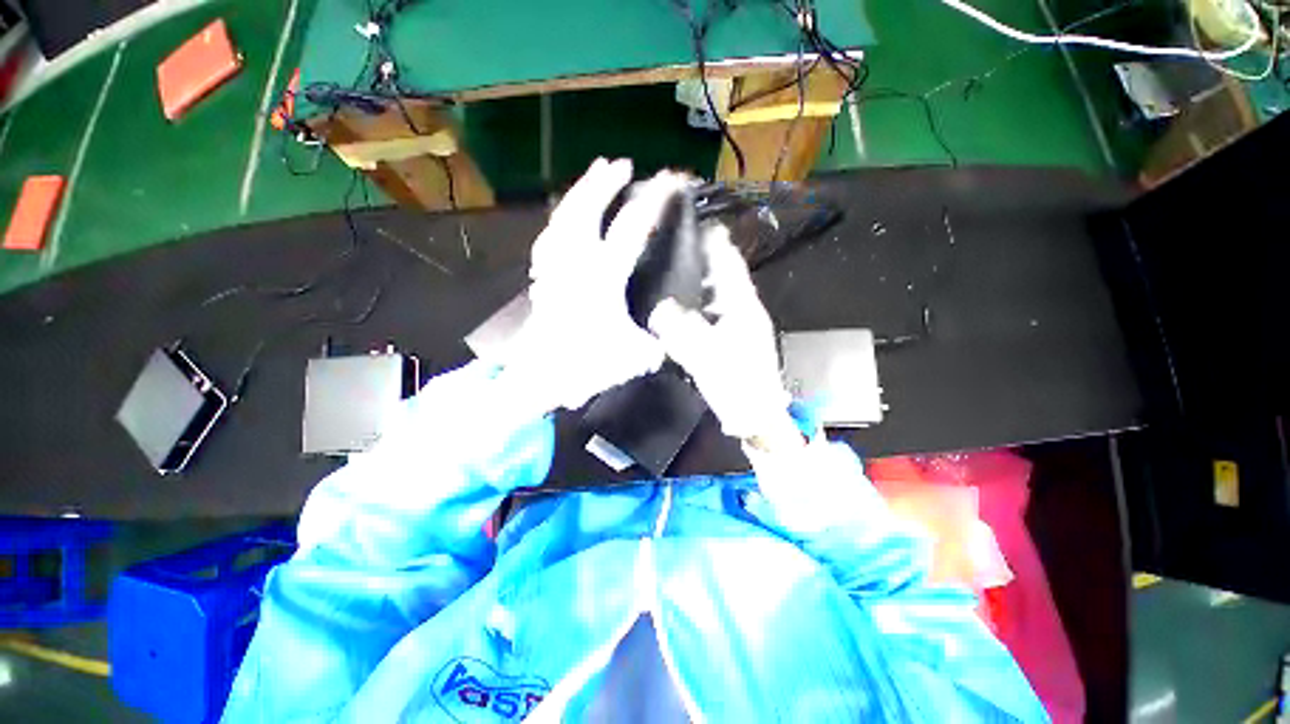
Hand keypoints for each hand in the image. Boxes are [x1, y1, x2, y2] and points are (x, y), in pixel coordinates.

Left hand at [504, 159, 688, 410]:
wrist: (540, 376)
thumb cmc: (587, 366)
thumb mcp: (635, 358)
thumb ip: (659, 344)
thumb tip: (672, 337)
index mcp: (603, 279)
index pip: (632, 230)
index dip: (653, 202)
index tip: (669, 182)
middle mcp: (576, 263)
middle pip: (586, 210)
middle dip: (605, 182)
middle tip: (623, 164)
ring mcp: (554, 267)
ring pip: (563, 217)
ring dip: (580, 191)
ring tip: (594, 174)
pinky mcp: (542, 275)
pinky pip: (549, 236)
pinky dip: (560, 218)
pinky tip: (565, 213)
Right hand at [648, 223, 797, 445]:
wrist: (756, 415)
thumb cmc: (736, 384)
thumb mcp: (705, 356)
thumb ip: (680, 330)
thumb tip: (657, 308)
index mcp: (742, 305)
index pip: (729, 262)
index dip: (713, 241)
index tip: (693, 223)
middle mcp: (743, 308)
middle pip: (722, 273)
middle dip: (700, 258)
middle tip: (671, 246)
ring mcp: (739, 323)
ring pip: (716, 292)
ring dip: (698, 281)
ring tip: (670, 271)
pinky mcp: (732, 338)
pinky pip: (712, 311)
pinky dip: (697, 303)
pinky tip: (679, 306)